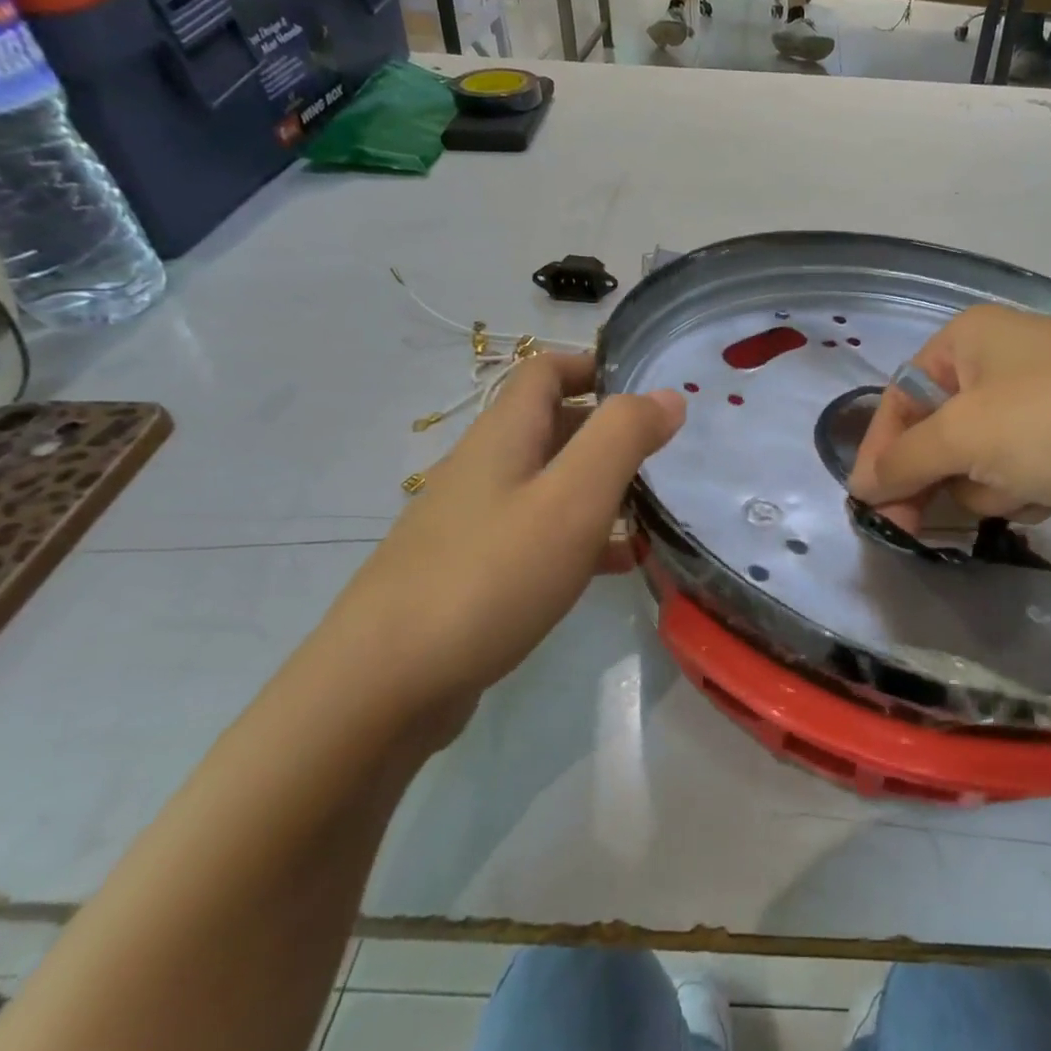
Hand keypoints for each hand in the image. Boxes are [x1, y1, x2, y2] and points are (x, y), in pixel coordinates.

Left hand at [329, 352, 683, 724]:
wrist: (384, 686)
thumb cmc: (491, 576)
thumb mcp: (571, 499)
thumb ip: (622, 438)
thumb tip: (666, 396)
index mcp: (503, 436)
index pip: (546, 371)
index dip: (595, 364)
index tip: (649, 387)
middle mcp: (484, 469)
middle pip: (551, 427)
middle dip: (609, 432)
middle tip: (666, 455)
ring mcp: (473, 523)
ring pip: (549, 485)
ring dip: (601, 488)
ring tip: (656, 511)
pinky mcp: (472, 573)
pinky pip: (538, 536)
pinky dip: (582, 538)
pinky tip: (619, 566)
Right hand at [846, 304, 1050, 550]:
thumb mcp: (965, 435)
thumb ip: (903, 460)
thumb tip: (863, 485)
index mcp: (970, 340)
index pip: (901, 396)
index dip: (881, 450)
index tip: (869, 502)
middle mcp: (1000, 365)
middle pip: (935, 432)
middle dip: (932, 476)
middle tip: (911, 526)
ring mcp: (1038, 407)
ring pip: (974, 463)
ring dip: (984, 488)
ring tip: (1018, 491)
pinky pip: (1015, 477)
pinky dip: (1020, 494)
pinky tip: (1048, 498)